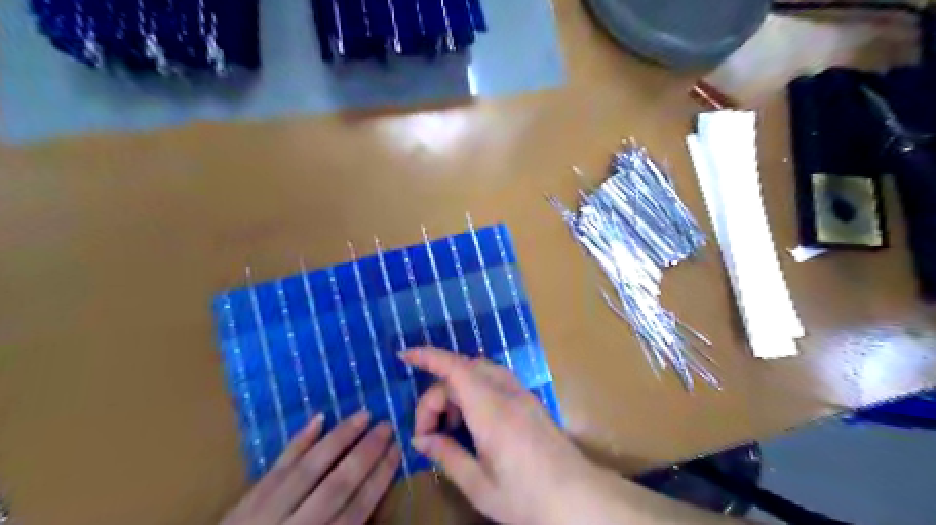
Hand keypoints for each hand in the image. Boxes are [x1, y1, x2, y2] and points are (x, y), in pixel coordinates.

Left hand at [223, 409, 403, 524]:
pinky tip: (319, 419)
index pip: (357, 509)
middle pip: (338, 485)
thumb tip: (379, 515)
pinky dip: (299, 441)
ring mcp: (267, 513)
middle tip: (387, 426)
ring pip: (309, 469)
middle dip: (366, 453)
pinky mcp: (246, 501)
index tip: (397, 450)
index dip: (380, 477)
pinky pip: (277, 466)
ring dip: (339, 438)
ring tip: (363, 415)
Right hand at [397, 348, 594, 523]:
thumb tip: (421, 440)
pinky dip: (474, 390)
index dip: (427, 356)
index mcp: (491, 410)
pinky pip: (494, 380)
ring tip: (451, 427)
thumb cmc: (528, 498)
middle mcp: (507, 392)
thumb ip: (447, 455)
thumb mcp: (479, 485)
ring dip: (457, 389)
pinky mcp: (529, 400)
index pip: (454, 368)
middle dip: (437, 393)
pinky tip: (473, 420)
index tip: (404, 355)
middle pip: (462, 370)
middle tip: (429, 434)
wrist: (581, 499)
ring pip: (480, 371)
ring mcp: (522, 394)